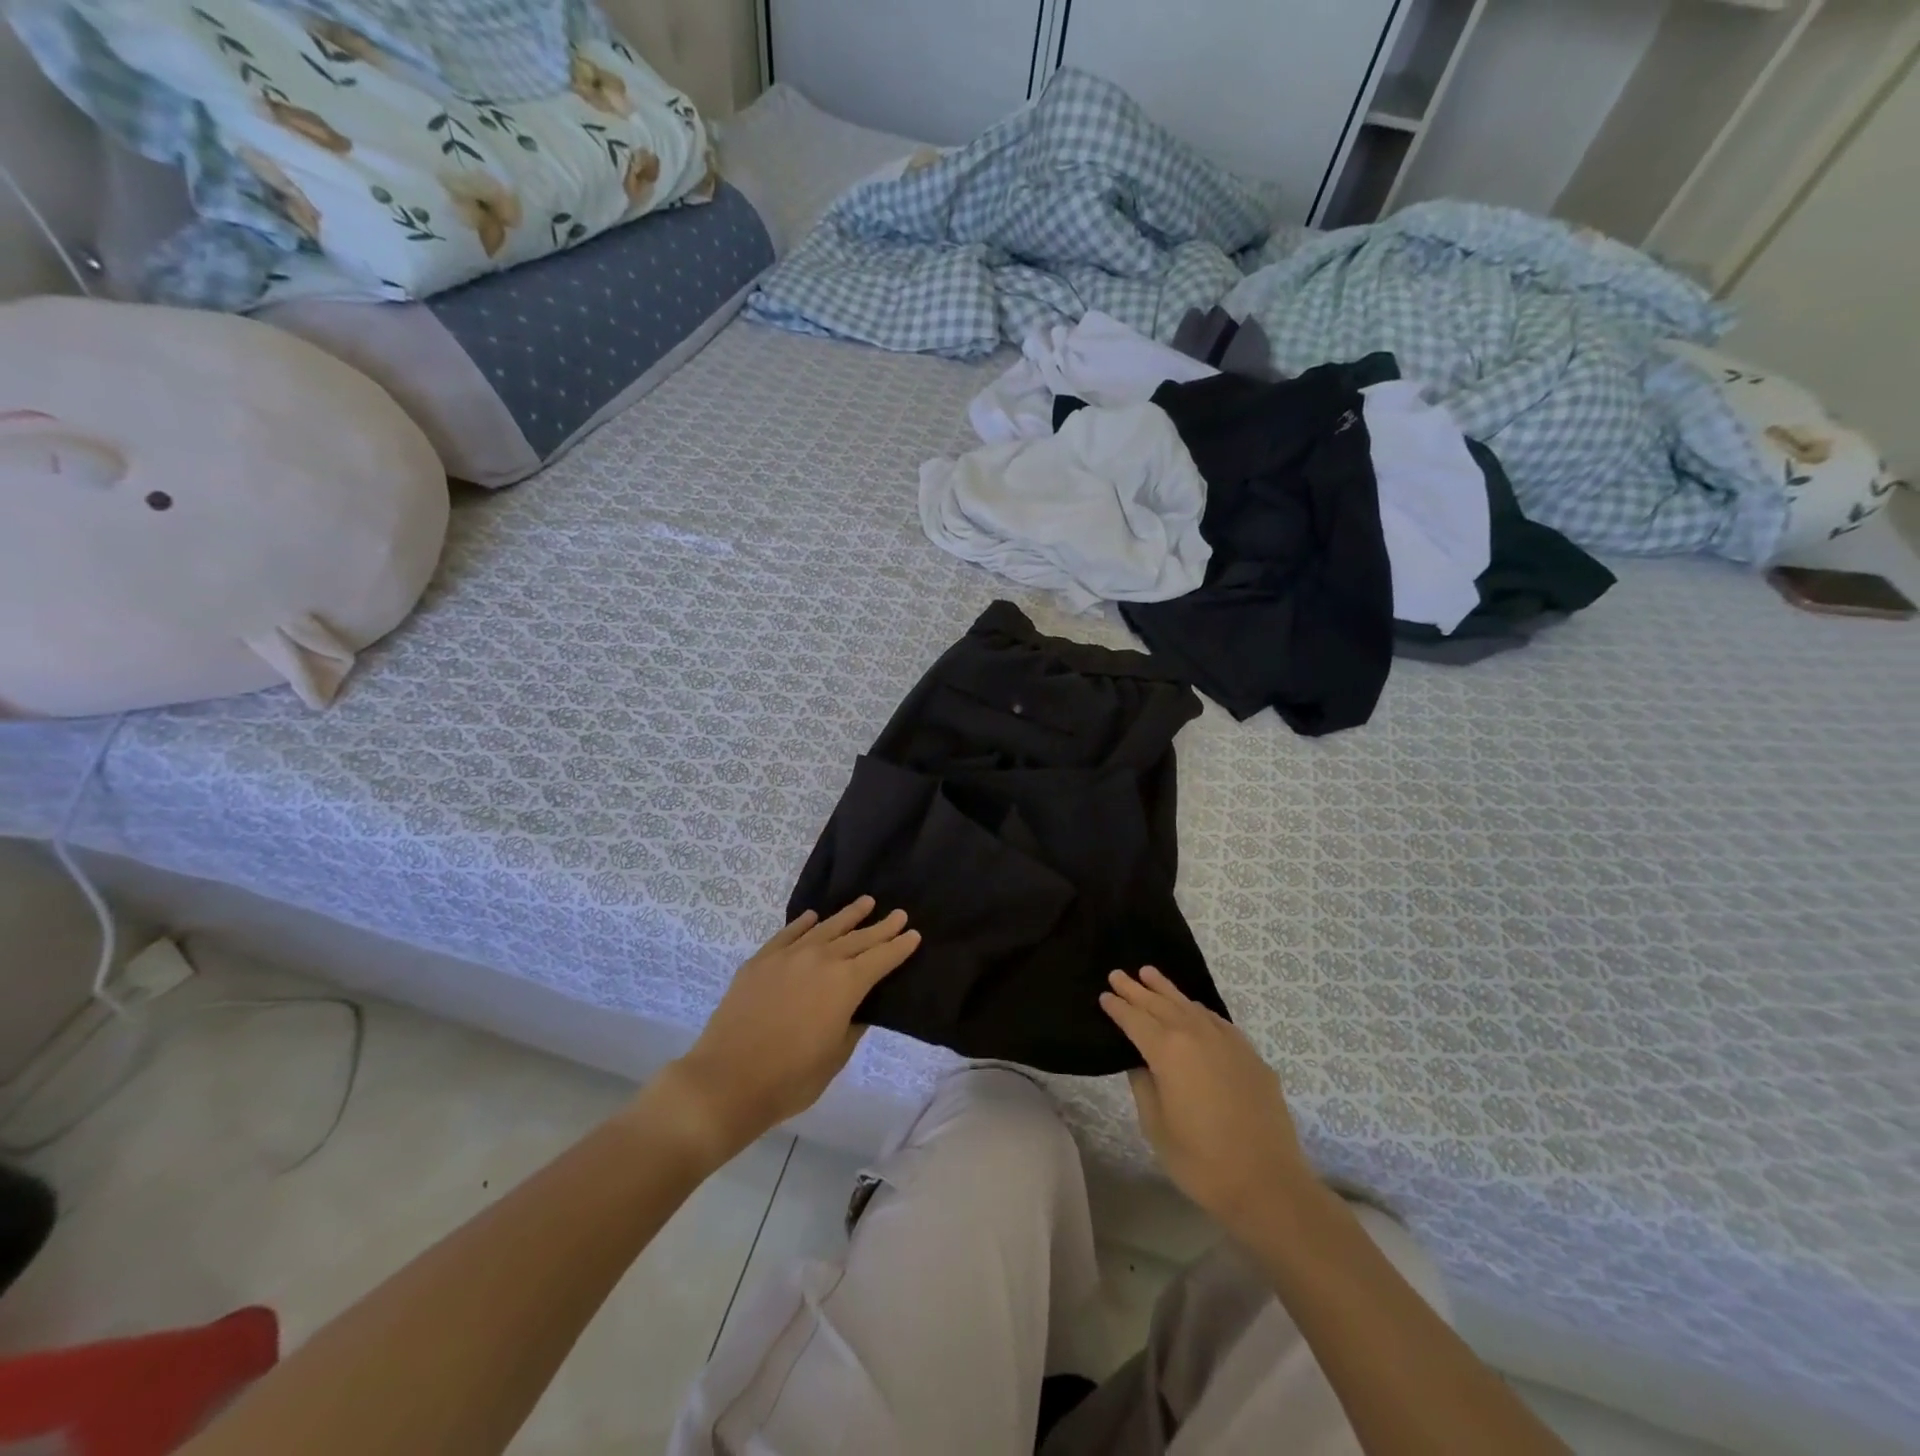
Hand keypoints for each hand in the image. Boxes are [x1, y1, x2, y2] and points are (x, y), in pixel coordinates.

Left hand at [651, 897, 920, 1163]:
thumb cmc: (790, 1078)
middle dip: (881, 927)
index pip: (881, 958)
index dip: (900, 947)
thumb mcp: (835, 1057)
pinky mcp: (760, 961)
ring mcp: (788, 956)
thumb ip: (852, 1025)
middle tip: (899, 913)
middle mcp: (821, 960)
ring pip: (825, 928)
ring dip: (848, 916)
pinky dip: (804, 923)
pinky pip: (788, 934)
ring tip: (865, 902)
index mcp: (846, 984)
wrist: (727, 1080)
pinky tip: (813, 917)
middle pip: (858, 938)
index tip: (914, 934)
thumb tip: (857, 1007)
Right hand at [1101, 967, 1314, 1238]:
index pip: (1135, 1020)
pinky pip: (1217, 1021)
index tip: (1104, 995)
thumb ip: (1144, 1085)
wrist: (1268, 1184)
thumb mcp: (1156, 1127)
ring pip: (1190, 1005)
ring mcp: (1227, 1042)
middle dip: (1137, 990)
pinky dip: (1198, 1009)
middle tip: (1117, 974)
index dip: (1118, 1007)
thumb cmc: (1202, 1161)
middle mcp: (1196, 1035)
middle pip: (1160, 1004)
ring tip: (1149, 973)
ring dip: (1167, 990)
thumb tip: (1141, 1062)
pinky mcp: (1250, 1055)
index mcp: (1168, 1051)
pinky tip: (1193, 1008)